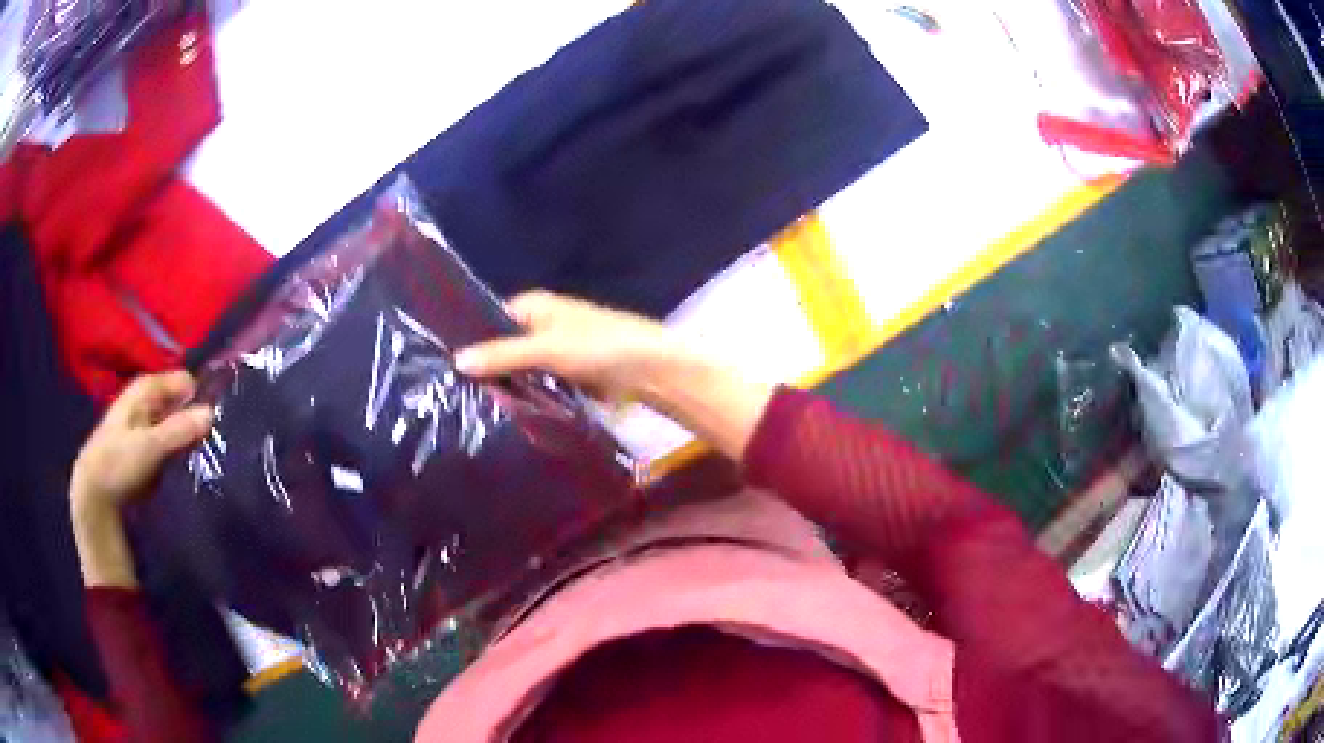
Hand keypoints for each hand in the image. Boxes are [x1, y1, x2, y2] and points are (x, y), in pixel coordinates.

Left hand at [71, 371, 212, 519]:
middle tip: (211, 441)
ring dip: (185, 438)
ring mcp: (144, 426)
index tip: (215, 418)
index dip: (198, 395)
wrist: (95, 494)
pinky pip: (168, 444)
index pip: (182, 381)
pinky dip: (176, 452)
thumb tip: (212, 413)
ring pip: (174, 424)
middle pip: (178, 403)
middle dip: (193, 419)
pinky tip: (183, 467)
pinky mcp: (143, 449)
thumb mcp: (150, 447)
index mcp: (145, 389)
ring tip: (201, 455)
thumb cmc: (118, 462)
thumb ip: (179, 430)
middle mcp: (145, 401)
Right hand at [457, 291, 773, 459]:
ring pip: (523, 369)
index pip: (490, 319)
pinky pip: (542, 385)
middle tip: (455, 393)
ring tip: (475, 407)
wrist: (654, 370)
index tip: (446, 367)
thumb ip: (503, 354)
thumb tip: (456, 360)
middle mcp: (545, 323)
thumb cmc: (600, 347)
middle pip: (506, 346)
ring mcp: (559, 350)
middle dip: (488, 367)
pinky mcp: (573, 375)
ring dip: (510, 386)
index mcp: (536, 305)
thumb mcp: (547, 349)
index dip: (472, 340)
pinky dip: (532, 396)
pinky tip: (511, 415)